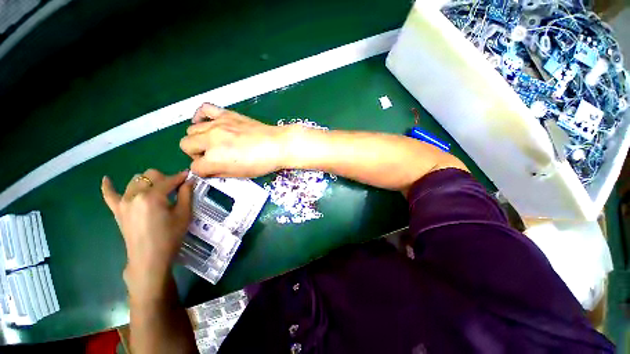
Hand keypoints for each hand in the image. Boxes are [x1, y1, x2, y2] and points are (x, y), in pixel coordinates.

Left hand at [101, 169, 192, 299]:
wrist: (149, 258)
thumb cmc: (170, 237)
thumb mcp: (184, 215)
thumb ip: (186, 194)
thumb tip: (189, 180)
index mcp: (153, 196)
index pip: (169, 180)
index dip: (181, 177)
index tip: (189, 177)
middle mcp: (135, 195)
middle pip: (150, 175)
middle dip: (165, 179)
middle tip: (174, 190)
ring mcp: (123, 202)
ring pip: (135, 180)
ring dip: (148, 182)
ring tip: (157, 192)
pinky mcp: (117, 210)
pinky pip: (109, 194)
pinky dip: (108, 186)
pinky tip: (107, 179)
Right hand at [179, 103, 291, 177]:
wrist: (278, 145)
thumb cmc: (263, 163)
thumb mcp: (239, 174)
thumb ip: (218, 172)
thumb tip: (207, 170)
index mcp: (214, 159)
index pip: (195, 167)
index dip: (203, 171)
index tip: (212, 170)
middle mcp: (211, 139)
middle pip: (185, 145)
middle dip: (196, 154)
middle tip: (211, 157)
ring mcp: (217, 124)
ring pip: (191, 130)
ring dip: (198, 139)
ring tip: (213, 143)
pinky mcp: (226, 114)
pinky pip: (204, 108)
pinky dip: (200, 115)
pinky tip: (207, 123)